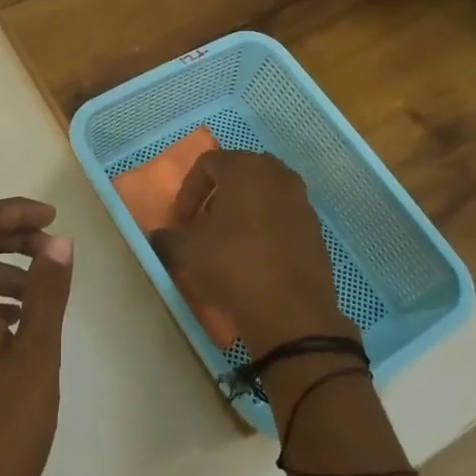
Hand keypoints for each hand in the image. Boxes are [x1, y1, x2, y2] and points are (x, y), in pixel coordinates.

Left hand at [0, 198, 73, 475]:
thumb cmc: (1, 429)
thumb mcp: (36, 355)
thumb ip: (46, 291)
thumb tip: (58, 242)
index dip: (15, 211)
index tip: (55, 219)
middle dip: (10, 236)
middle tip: (54, 245)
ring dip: (1, 268)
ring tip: (44, 285)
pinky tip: (20, 322)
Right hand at [150, 150, 355, 359]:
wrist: (291, 311)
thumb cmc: (233, 265)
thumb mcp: (187, 250)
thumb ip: (167, 236)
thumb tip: (160, 236)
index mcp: (246, 168)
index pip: (207, 163)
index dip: (187, 191)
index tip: (180, 222)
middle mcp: (278, 175)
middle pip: (238, 175)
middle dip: (215, 197)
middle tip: (202, 225)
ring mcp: (302, 201)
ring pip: (262, 195)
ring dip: (240, 212)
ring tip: (225, 243)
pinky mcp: (314, 229)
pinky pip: (280, 217)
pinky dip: (263, 228)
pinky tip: (252, 258)